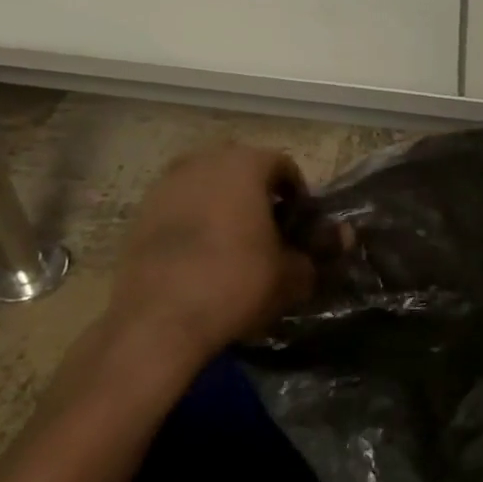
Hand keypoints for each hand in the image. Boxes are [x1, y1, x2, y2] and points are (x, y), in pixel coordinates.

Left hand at [99, 144, 314, 375]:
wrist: (158, 320)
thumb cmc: (236, 283)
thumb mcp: (291, 274)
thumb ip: (318, 252)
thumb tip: (342, 239)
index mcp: (244, 165)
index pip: (283, 166)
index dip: (298, 195)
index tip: (300, 226)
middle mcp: (203, 162)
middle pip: (242, 171)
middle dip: (259, 196)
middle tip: (270, 234)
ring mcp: (166, 185)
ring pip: (207, 187)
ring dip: (224, 207)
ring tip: (233, 246)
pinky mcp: (140, 213)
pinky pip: (180, 208)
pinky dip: (194, 223)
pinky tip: (200, 258)